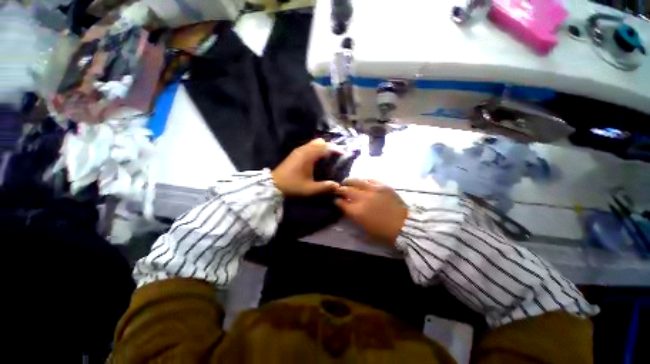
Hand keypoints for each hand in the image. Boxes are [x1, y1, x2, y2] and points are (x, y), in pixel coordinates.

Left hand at [271, 139, 339, 196]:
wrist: (273, 185)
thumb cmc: (292, 186)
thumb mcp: (310, 189)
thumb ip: (325, 187)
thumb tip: (338, 186)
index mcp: (308, 156)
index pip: (325, 147)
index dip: (336, 149)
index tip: (344, 153)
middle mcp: (304, 149)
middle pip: (320, 142)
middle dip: (330, 146)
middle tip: (337, 155)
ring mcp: (299, 150)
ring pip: (314, 143)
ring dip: (323, 147)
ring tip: (329, 157)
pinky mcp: (295, 153)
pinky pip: (309, 146)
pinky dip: (316, 149)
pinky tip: (318, 159)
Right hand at [335, 179, 407, 245]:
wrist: (405, 226)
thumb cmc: (384, 232)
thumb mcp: (364, 230)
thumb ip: (353, 218)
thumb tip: (346, 209)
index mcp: (357, 212)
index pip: (341, 203)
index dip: (337, 201)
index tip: (336, 200)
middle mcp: (363, 198)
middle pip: (346, 190)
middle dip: (340, 189)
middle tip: (338, 189)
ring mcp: (373, 190)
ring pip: (357, 181)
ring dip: (349, 181)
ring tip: (346, 181)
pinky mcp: (383, 186)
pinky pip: (370, 180)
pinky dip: (363, 180)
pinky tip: (362, 182)